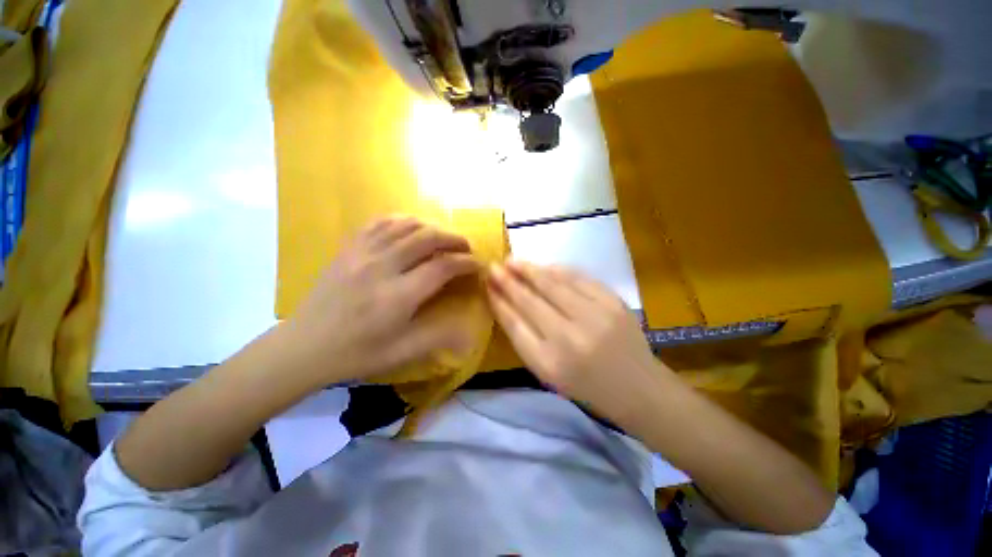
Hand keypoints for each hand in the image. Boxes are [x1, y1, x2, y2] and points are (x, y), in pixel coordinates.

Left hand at [281, 217, 480, 385]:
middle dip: (454, 239)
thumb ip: (439, 338)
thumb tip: (471, 336)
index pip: (442, 267)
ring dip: (432, 227)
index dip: (466, 263)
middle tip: (466, 248)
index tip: (477, 265)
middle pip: (427, 238)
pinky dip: (402, 221)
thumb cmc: (356, 353)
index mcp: (398, 296)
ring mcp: (362, 254)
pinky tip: (412, 228)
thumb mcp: (401, 353)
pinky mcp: (348, 248)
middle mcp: (382, 267)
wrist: (303, 347)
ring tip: (444, 238)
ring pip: (406, 225)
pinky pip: (379, 223)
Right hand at [486, 261, 662, 419]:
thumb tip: (503, 303)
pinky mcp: (613, 302)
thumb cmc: (585, 386)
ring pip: (553, 284)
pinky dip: (557, 270)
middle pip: (531, 300)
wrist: (638, 388)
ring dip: (530, 270)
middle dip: (509, 281)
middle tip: (494, 266)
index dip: (499, 301)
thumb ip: (523, 338)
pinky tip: (544, 266)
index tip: (487, 285)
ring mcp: (595, 316)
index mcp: (549, 363)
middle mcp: (570, 338)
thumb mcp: (547, 373)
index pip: (515, 323)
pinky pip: (578, 278)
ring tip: (513, 261)